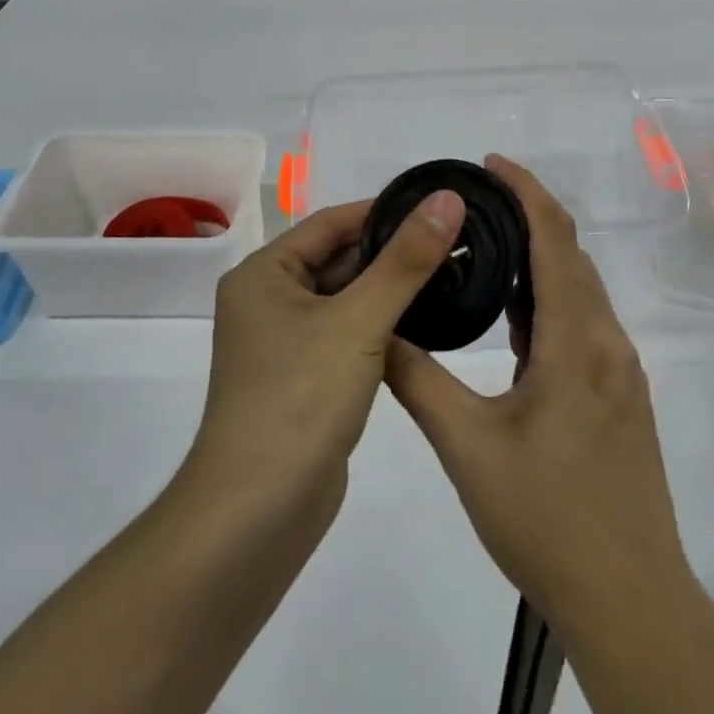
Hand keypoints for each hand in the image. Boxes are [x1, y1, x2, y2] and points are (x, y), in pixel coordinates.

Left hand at [188, 190, 464, 511]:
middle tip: (457, 241)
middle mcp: (269, 300)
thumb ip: (405, 260)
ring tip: (453, 273)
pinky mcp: (306, 378)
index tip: (439, 205)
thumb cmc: (299, 400)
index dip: (385, 211)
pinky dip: (383, 326)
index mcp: (264, 274)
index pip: (332, 222)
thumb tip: (448, 198)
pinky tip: (428, 322)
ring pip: (348, 299)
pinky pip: (349, 334)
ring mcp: (287, 343)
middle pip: (340, 259)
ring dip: (392, 290)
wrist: (257, 515)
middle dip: (393, 252)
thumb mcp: (358, 321)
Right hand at [384, 156, 688, 628]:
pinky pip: (583, 324)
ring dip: (539, 259)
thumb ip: (419, 381)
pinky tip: (514, 317)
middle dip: (528, 217)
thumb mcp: (467, 448)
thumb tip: (381, 331)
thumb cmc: (547, 520)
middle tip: (472, 204)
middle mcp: (606, 342)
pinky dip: (549, 300)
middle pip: (571, 255)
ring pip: (579, 291)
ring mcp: (619, 371)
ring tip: (484, 249)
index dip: (525, 191)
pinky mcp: (619, 397)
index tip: (490, 163)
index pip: (554, 239)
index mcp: (576, 340)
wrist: (630, 599)